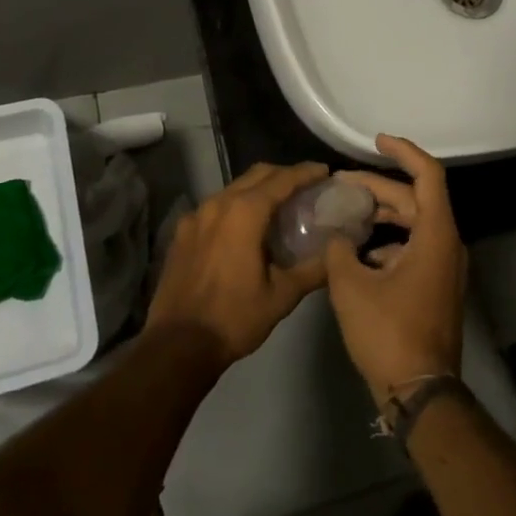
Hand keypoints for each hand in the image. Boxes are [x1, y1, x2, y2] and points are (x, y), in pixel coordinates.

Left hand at [145, 162, 331, 368]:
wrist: (177, 345)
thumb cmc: (234, 317)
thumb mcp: (282, 296)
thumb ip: (313, 269)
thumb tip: (338, 253)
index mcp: (245, 212)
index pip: (282, 180)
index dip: (306, 172)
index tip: (324, 171)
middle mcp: (218, 203)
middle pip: (256, 175)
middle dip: (283, 175)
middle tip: (306, 186)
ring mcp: (196, 215)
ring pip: (234, 188)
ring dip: (258, 189)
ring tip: (278, 205)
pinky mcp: (182, 231)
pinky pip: (215, 206)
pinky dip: (236, 206)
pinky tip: (244, 227)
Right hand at [324, 135, 466, 406]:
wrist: (420, 394)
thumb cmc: (388, 333)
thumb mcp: (351, 286)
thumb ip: (339, 250)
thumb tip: (336, 236)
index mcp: (436, 235)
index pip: (427, 175)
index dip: (403, 151)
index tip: (376, 140)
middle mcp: (447, 245)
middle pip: (414, 200)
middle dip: (377, 187)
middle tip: (341, 183)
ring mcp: (444, 268)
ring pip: (412, 225)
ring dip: (380, 215)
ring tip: (344, 212)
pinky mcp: (435, 287)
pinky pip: (412, 248)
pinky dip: (386, 242)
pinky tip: (356, 252)